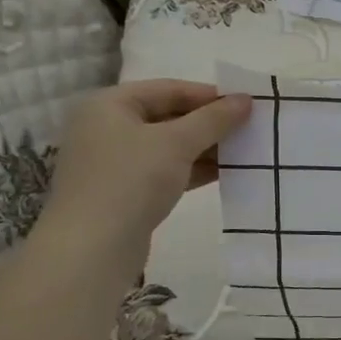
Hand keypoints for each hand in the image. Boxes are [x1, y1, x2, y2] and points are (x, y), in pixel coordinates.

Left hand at [37, 80, 252, 258]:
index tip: (246, 104)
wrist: (91, 250)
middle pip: (168, 116)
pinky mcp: (124, 192)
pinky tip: (224, 173)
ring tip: (244, 151)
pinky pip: (164, 171)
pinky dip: (192, 170)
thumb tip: (245, 100)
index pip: (168, 89)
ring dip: (205, 148)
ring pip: (168, 147)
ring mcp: (114, 163)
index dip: (209, 95)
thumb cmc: (130, 181)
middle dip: (209, 123)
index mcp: (109, 105)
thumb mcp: (177, 143)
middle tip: (249, 128)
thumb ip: (213, 119)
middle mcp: (107, 128)